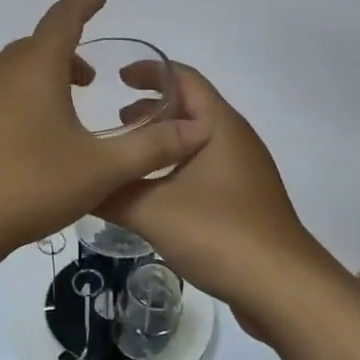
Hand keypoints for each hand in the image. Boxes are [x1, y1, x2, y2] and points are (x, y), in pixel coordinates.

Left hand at [0, 0, 210, 260]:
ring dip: (40, 79)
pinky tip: (23, 141)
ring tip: (60, 111)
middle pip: (37, 46)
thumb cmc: (30, 184)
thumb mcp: (101, 169)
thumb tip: (199, 130)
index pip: (64, 17)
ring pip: (12, 71)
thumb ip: (152, 148)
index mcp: (36, 66)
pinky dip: (15, 100)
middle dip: (67, 53)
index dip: (86, 4)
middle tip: (89, 80)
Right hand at [99, 65, 322, 320]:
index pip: (184, 79)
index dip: (150, 71)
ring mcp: (243, 171)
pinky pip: (204, 168)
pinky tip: (153, 193)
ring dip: (162, 142)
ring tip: (128, 156)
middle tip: (113, 121)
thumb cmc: (220, 234)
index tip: (116, 77)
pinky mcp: (244, 200)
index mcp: (219, 126)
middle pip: (190, 108)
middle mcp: (235, 140)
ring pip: (196, 141)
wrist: (282, 288)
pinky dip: (175, 167)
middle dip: (151, 109)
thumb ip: (112, 192)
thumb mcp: (153, 211)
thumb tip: (78, 183)